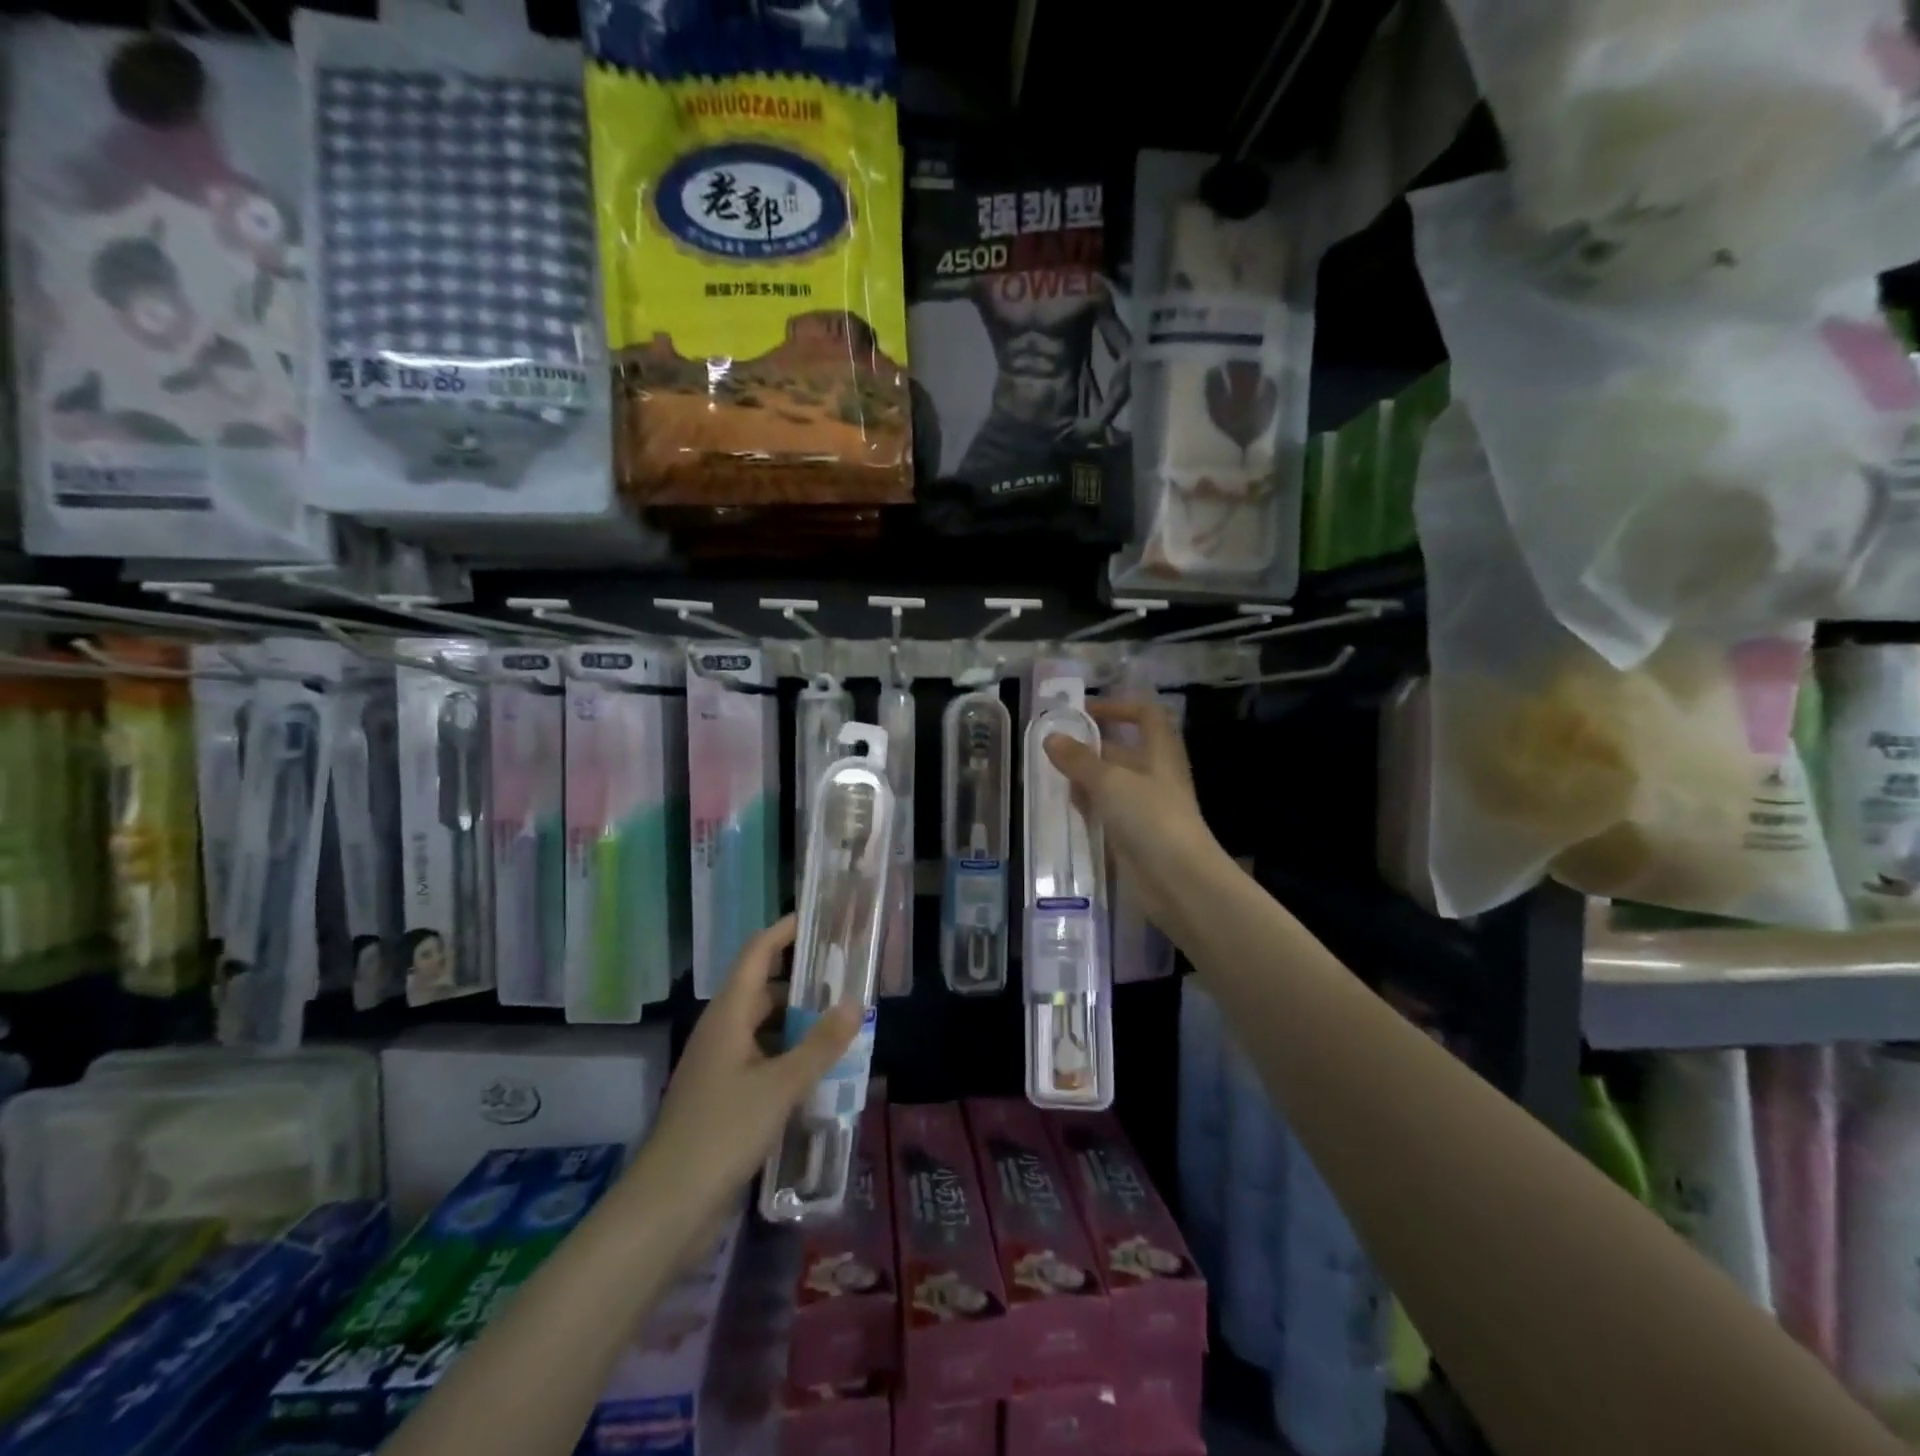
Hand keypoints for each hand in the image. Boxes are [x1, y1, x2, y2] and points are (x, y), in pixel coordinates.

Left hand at [626, 916, 860, 1238]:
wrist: (667, 1208)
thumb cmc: (722, 1132)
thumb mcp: (781, 1086)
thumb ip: (820, 1044)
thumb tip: (855, 1002)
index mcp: (728, 1016)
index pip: (756, 954)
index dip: (783, 931)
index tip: (817, 917)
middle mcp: (722, 1033)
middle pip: (763, 990)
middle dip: (802, 981)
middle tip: (846, 976)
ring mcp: (720, 1067)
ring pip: (765, 1029)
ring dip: (798, 1024)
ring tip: (842, 1023)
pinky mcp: (723, 1099)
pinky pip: (762, 1062)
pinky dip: (789, 1057)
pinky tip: (819, 1073)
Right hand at [1043, 700, 1221, 931]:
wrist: (1178, 880)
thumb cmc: (1150, 818)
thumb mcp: (1110, 782)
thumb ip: (1079, 760)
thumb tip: (1051, 738)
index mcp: (1160, 753)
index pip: (1146, 715)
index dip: (1119, 706)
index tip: (1085, 712)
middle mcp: (1156, 776)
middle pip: (1124, 751)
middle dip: (1091, 747)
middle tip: (1054, 748)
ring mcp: (1147, 807)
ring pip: (1113, 783)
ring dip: (1087, 778)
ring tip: (1054, 778)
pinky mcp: (1136, 835)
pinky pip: (1110, 811)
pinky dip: (1091, 806)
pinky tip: (1069, 810)